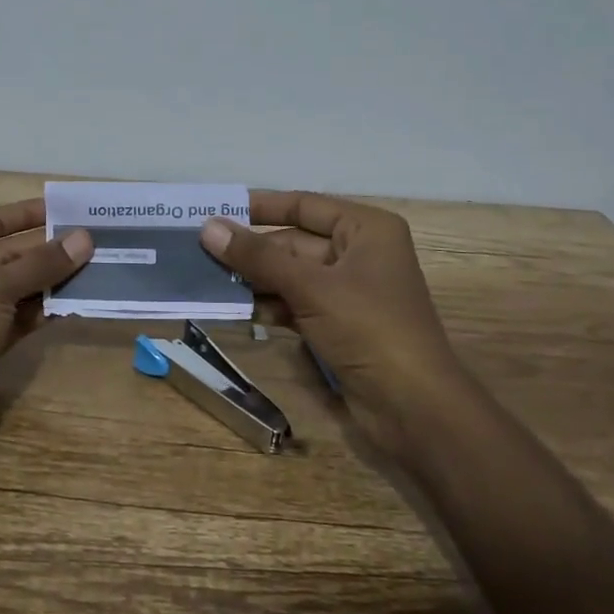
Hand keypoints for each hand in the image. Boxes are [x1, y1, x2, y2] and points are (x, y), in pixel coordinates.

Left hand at [0, 198, 92, 467]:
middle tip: (92, 241)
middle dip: (45, 250)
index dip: (24, 215)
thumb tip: (85, 238)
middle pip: (5, 256)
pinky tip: (78, 301)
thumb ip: (40, 263)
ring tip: (95, 267)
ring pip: (16, 288)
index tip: (64, 210)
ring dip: (51, 280)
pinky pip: (20, 318)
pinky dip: (45, 310)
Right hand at [200, 191, 466, 455]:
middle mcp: (359, 253)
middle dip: (250, 251)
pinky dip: (268, 306)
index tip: (217, 209)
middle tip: (199, 251)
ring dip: (253, 280)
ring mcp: (349, 292)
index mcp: (366, 229)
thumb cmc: (369, 329)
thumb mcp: (310, 287)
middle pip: (293, 243)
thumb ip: (257, 257)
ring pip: (290, 276)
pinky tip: (233, 309)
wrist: (414, 408)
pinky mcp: (339, 325)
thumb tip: (208, 227)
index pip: (304, 205)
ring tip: (205, 280)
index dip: (260, 207)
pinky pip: (295, 304)